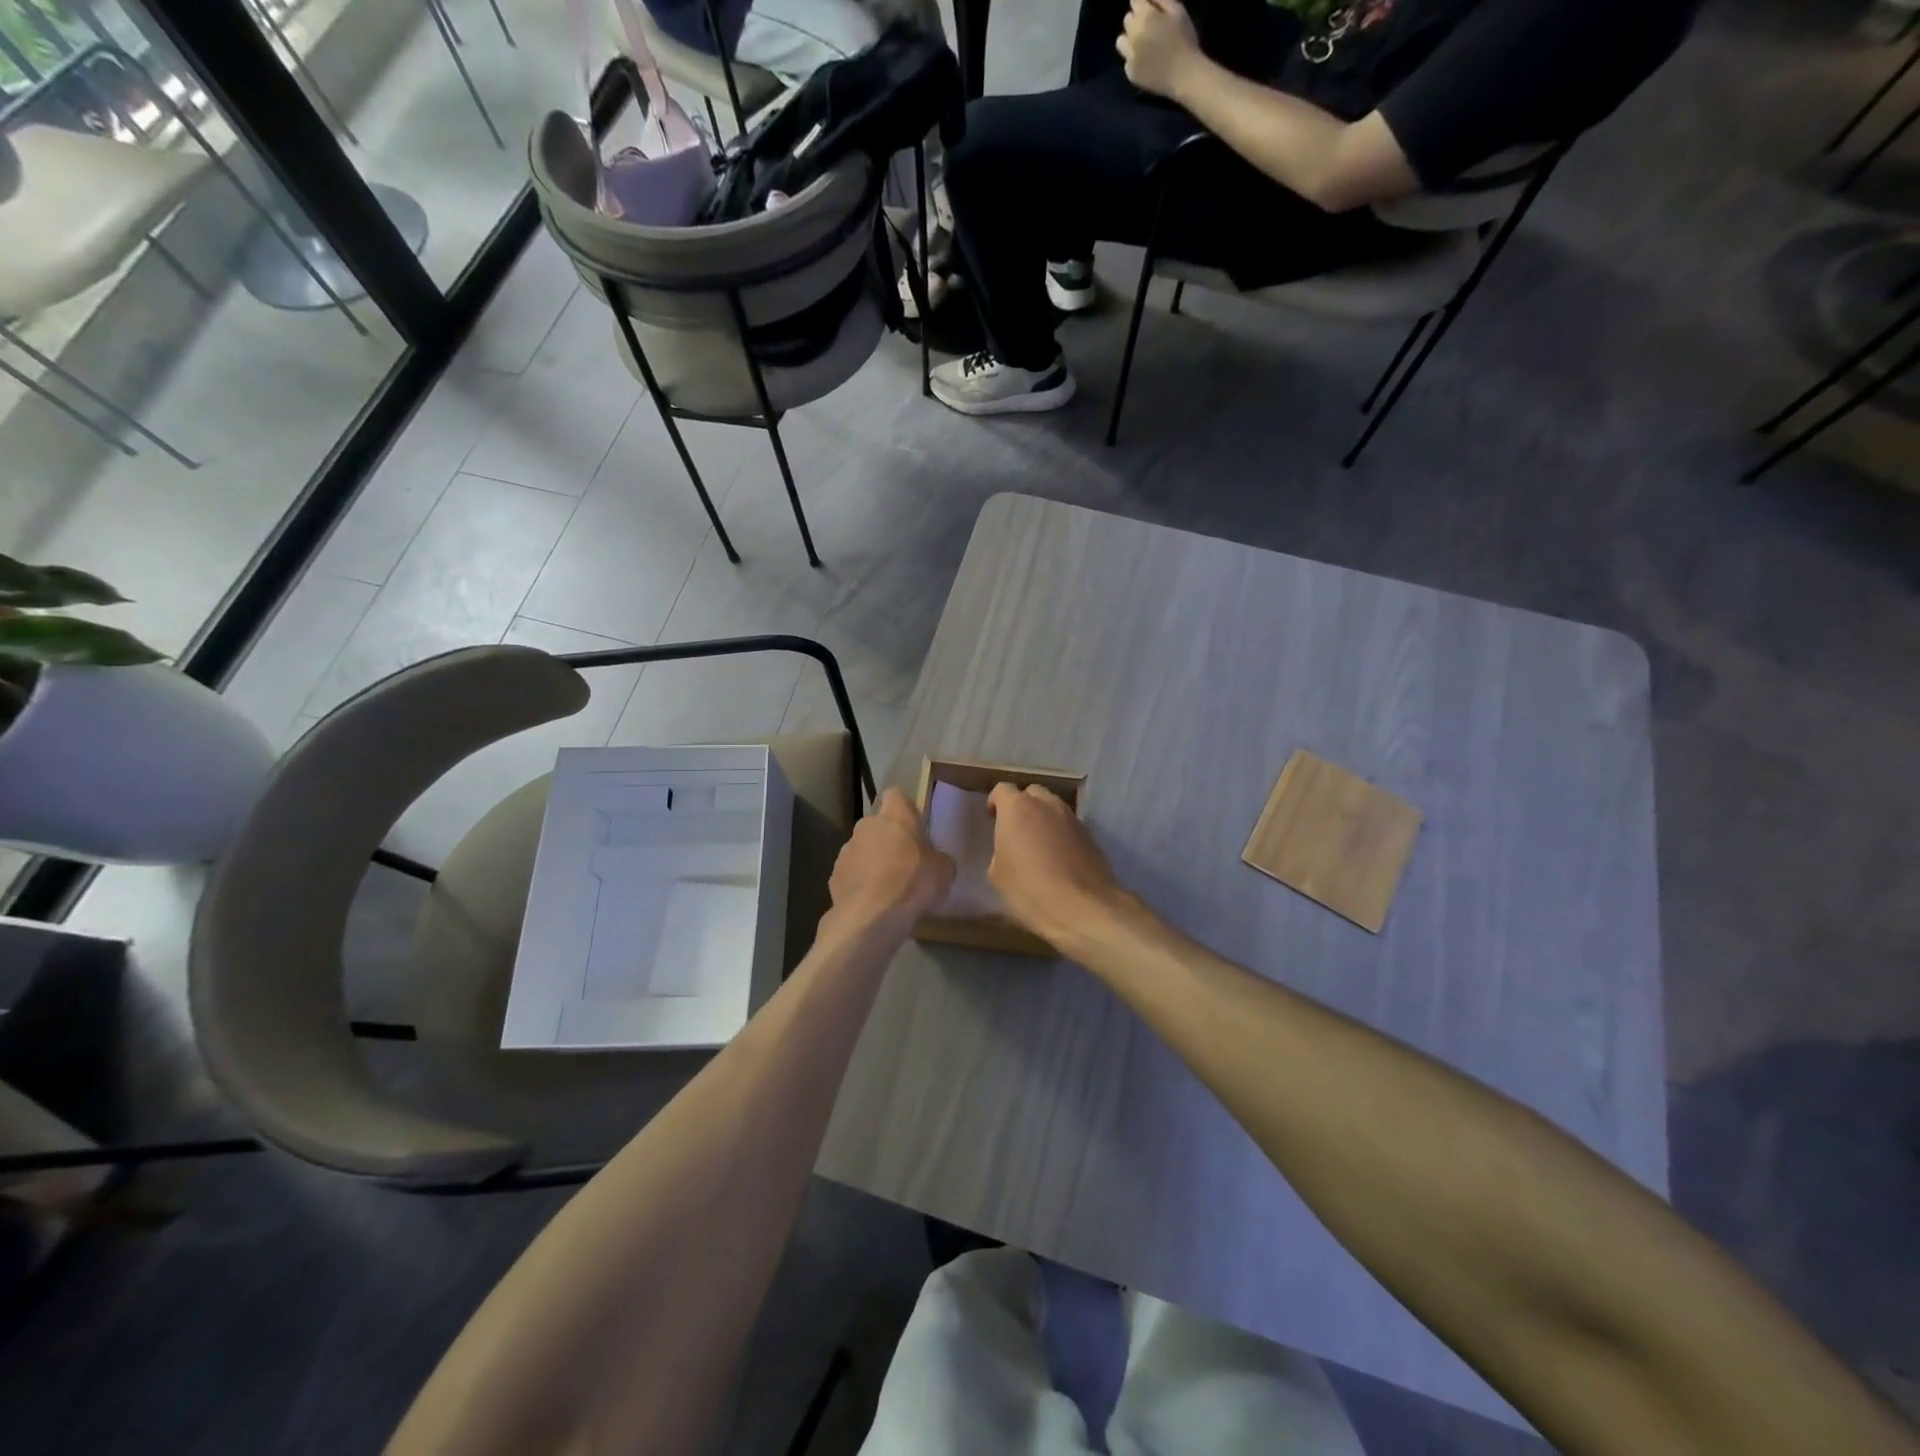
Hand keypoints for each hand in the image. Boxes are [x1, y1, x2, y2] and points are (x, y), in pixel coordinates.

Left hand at [826, 788, 955, 935]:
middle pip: (878, 825)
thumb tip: (935, 861)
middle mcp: (866, 825)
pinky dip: (860, 883)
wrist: (871, 916)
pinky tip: (872, 902)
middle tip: (905, 861)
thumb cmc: (912, 883)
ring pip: (862, 849)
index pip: (896, 795)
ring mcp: (846, 850)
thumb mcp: (944, 871)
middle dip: (888, 839)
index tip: (913, 825)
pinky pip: (851, 873)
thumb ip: (939, 859)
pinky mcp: (834, 875)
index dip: (904, 808)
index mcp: (895, 816)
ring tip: (888, 887)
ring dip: (872, 861)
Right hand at [986, 784, 1129, 945]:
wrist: (1083, 908)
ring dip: (1044, 819)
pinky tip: (1058, 859)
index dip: (995, 802)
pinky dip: (1061, 835)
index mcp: (1017, 808)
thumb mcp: (997, 875)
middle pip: (1031, 793)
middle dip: (1022, 806)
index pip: (1002, 790)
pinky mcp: (1091, 835)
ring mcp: (1072, 818)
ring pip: (1053, 808)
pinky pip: (1069, 826)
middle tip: (1016, 830)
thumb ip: (999, 851)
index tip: (992, 818)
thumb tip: (1009, 850)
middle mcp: (1046, 804)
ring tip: (1038, 844)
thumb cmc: (1029, 890)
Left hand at [1117, 0, 1201, 101]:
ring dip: (1129, 39)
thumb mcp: (1177, 10)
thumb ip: (1160, 0)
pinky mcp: (1130, 73)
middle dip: (1136, 20)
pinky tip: (1144, 61)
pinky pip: (1126, 60)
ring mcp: (1130, 56)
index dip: (1142, 3)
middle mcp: (1133, 35)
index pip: (1134, 1)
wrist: (1183, 75)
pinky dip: (1133, 58)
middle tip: (1149, 27)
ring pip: (1121, 41)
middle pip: (1127, 20)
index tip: (1149, 8)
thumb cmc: (1184, 39)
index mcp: (1145, 16)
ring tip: (1141, 44)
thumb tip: (1147, 0)